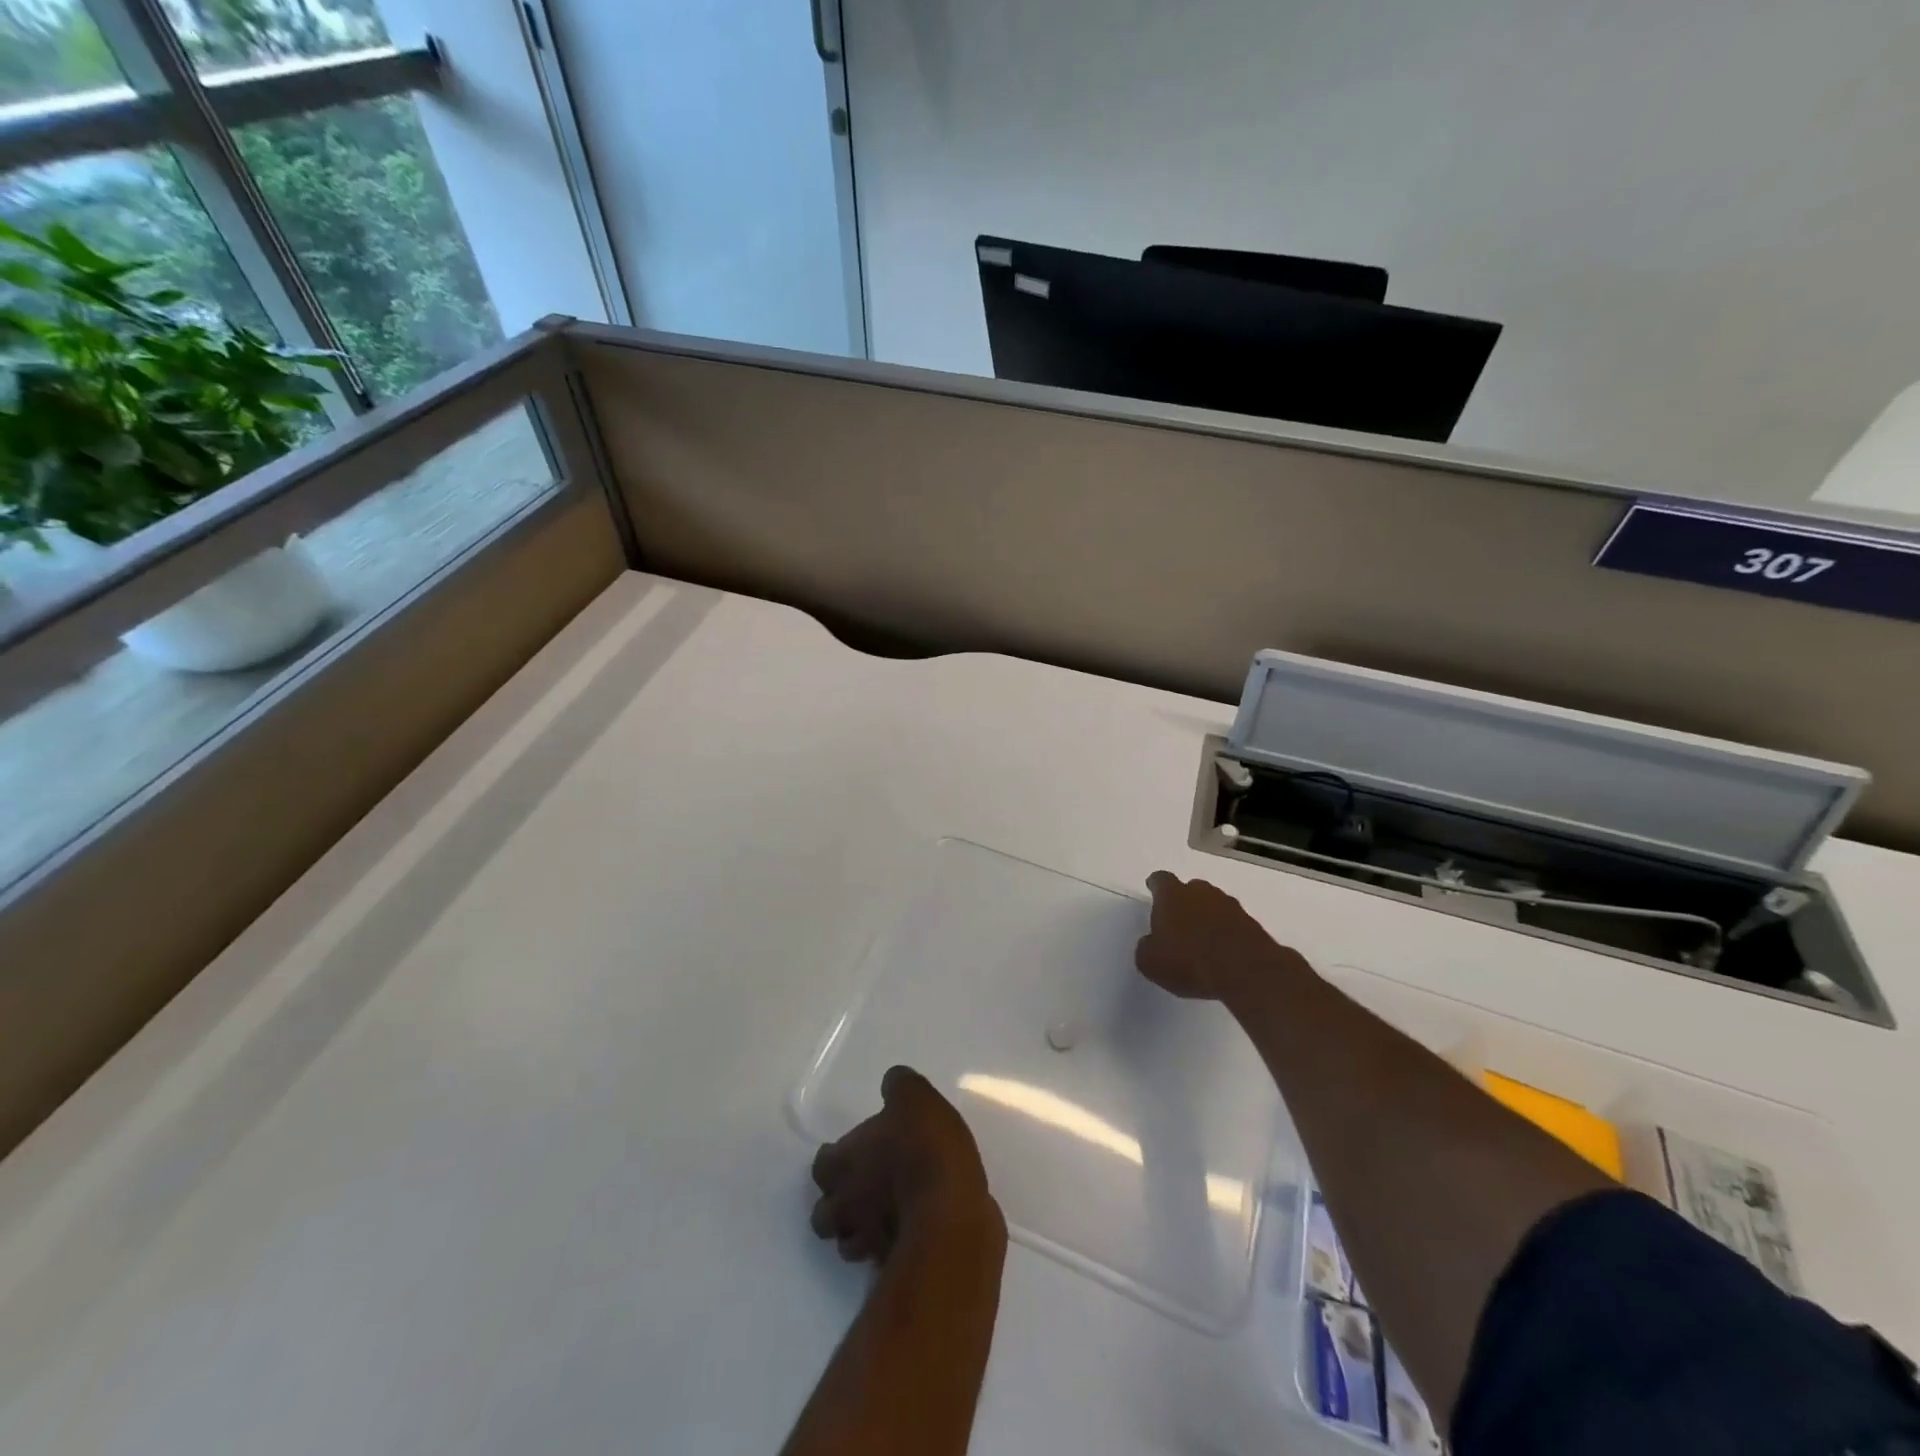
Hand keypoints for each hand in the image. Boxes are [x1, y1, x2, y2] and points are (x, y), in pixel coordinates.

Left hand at [810, 1066, 1000, 1263]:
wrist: (950, 1217)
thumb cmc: (925, 1150)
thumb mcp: (916, 1099)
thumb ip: (900, 1086)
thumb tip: (891, 1081)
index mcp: (845, 1163)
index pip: (821, 1164)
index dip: (832, 1158)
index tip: (849, 1151)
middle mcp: (847, 1205)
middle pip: (824, 1212)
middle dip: (838, 1202)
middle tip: (861, 1187)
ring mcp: (867, 1242)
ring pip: (848, 1242)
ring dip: (858, 1230)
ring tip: (880, 1214)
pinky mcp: (895, 1264)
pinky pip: (881, 1258)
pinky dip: (888, 1248)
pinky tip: (907, 1232)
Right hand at [1135, 871, 1308, 1003]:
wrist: (1246, 972)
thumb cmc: (1189, 962)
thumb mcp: (1150, 963)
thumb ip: (1146, 948)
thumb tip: (1150, 943)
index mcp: (1172, 895)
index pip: (1160, 880)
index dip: (1156, 886)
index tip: (1153, 890)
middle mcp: (1201, 892)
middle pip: (1189, 889)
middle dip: (1183, 902)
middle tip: (1177, 923)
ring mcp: (1230, 905)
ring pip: (1212, 905)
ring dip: (1206, 917)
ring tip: (1201, 941)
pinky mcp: (1251, 924)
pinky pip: (1231, 923)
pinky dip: (1225, 932)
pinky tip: (1221, 953)